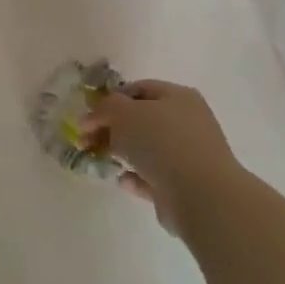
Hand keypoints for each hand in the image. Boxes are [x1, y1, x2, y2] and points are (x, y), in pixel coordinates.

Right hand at [79, 80, 243, 230]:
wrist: (200, 194)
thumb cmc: (161, 142)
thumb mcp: (123, 112)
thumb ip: (104, 108)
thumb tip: (94, 118)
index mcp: (178, 97)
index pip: (137, 89)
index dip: (109, 100)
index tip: (88, 117)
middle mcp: (186, 122)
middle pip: (140, 120)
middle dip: (110, 129)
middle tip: (84, 141)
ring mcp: (187, 155)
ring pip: (145, 149)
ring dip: (121, 153)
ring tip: (101, 160)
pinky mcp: (183, 184)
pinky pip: (152, 176)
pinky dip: (135, 177)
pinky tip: (123, 180)